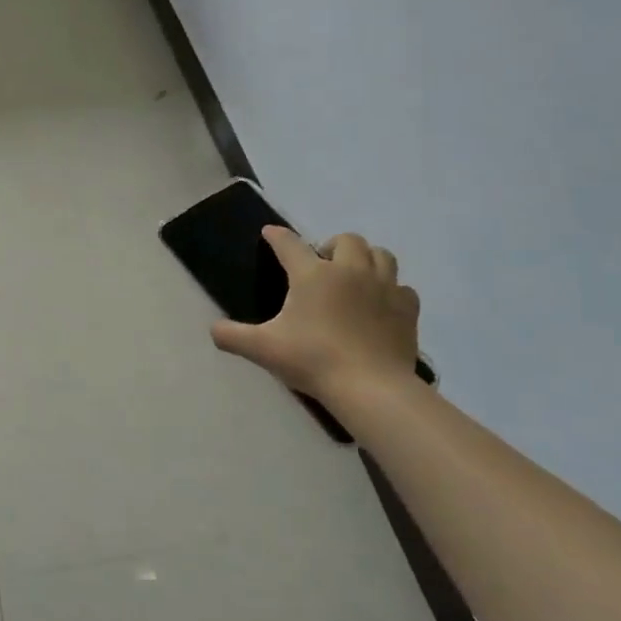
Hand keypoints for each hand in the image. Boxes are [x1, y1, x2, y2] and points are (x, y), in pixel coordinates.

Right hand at [210, 229, 419, 399]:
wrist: (371, 388)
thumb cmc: (313, 360)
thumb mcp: (263, 349)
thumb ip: (232, 336)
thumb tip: (213, 329)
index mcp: (313, 275)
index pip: (290, 244)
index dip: (277, 236)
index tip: (270, 233)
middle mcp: (350, 271)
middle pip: (347, 240)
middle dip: (333, 245)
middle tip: (322, 265)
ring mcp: (384, 288)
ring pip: (381, 255)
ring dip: (366, 259)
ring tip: (354, 276)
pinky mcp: (406, 310)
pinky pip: (402, 288)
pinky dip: (391, 290)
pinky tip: (380, 304)